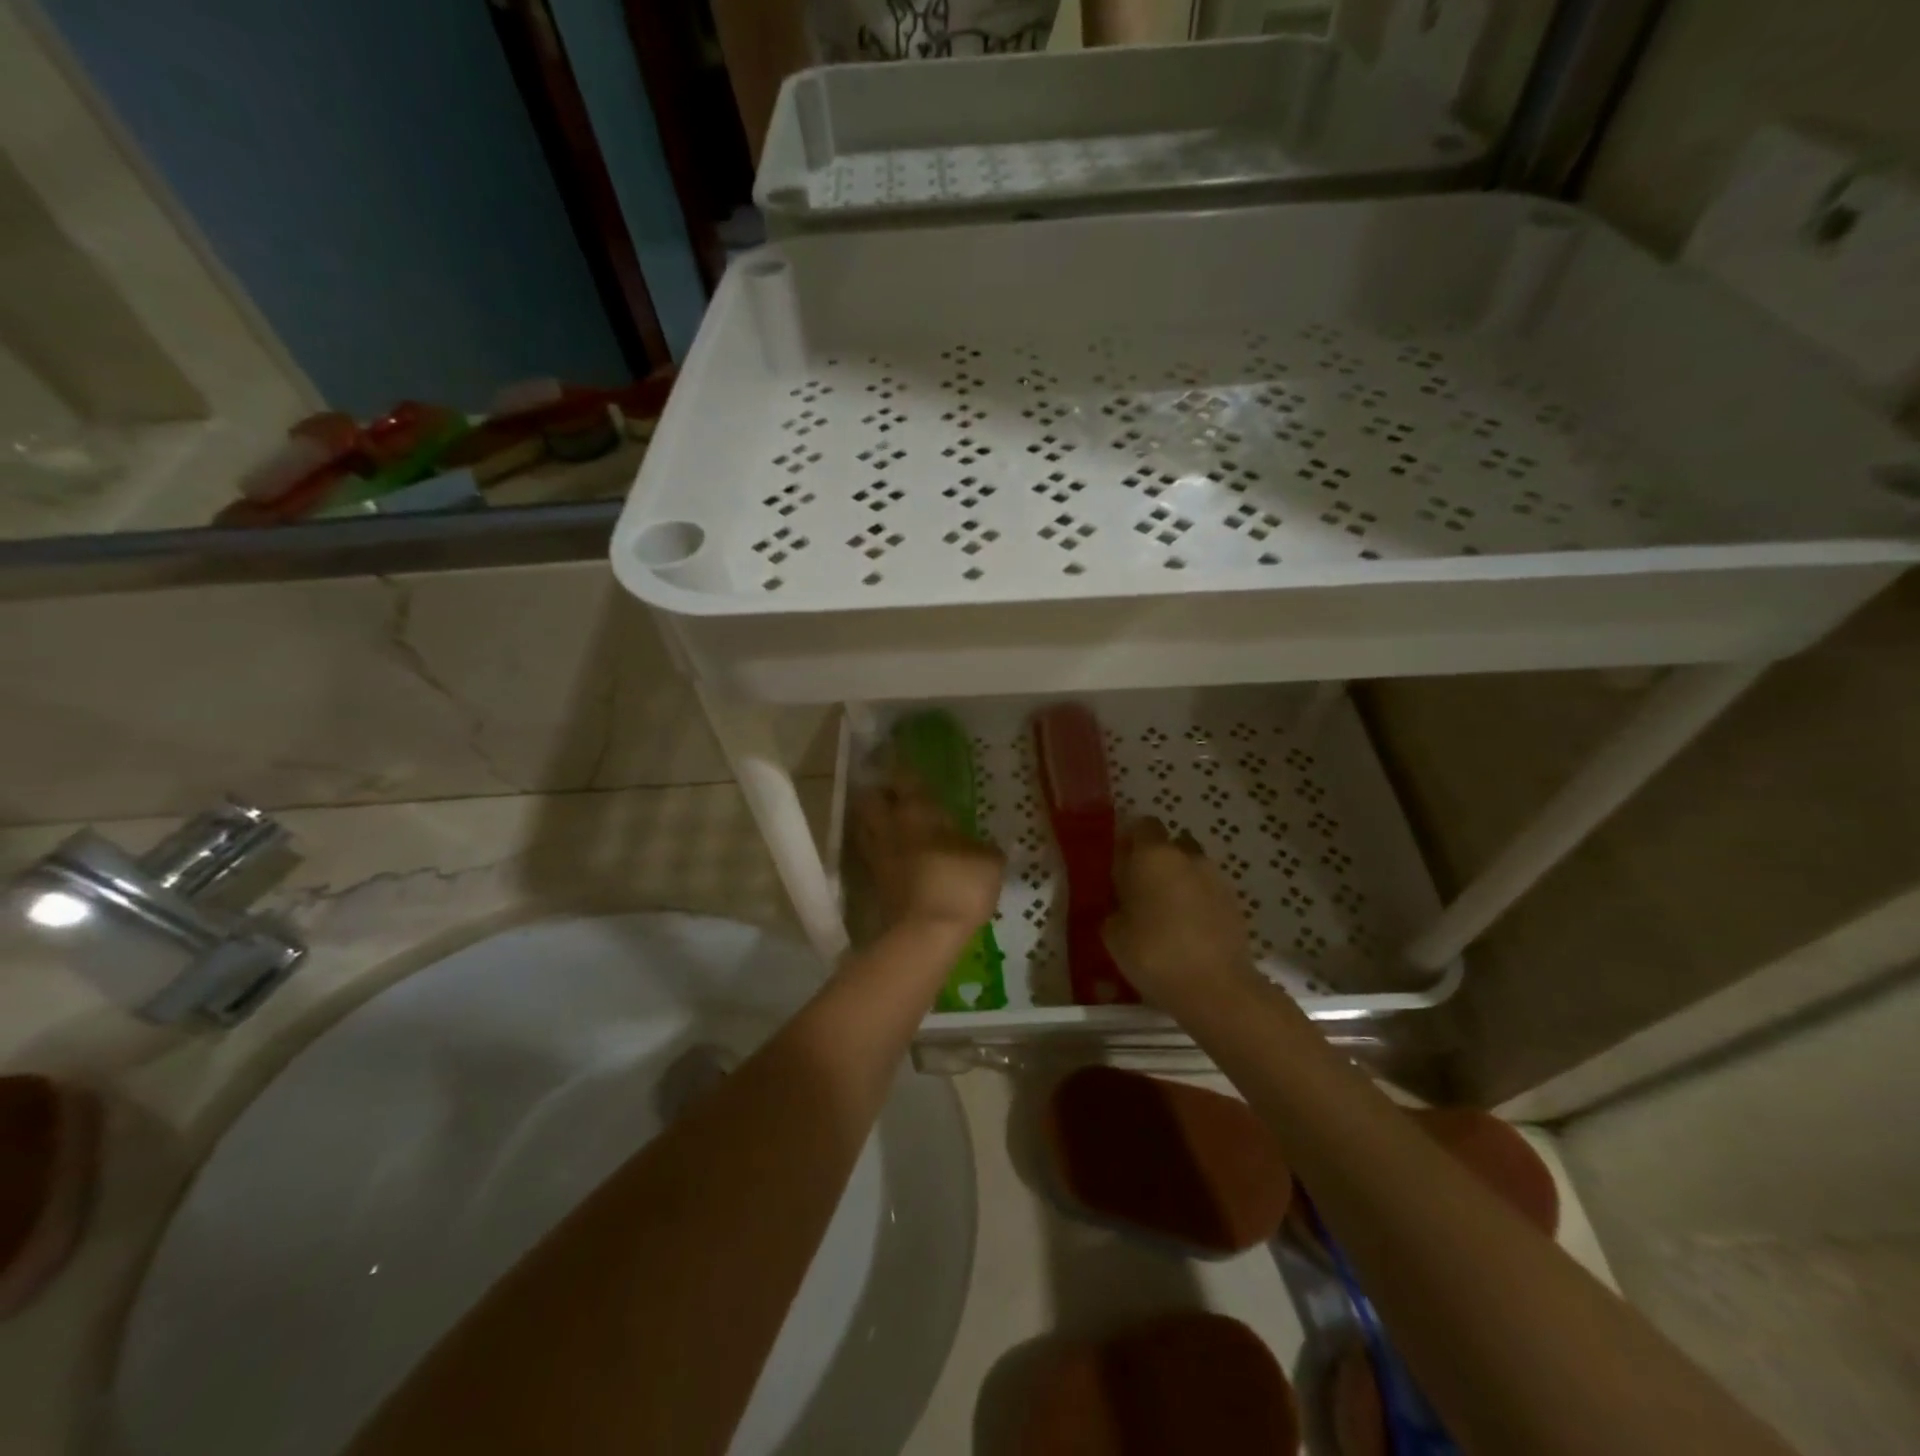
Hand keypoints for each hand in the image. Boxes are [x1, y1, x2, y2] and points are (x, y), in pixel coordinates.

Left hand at [851, 769, 1004, 935]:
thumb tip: (984, 848)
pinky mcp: (872, 883)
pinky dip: (878, 851)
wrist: (925, 935)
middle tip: (895, 797)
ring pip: (864, 826)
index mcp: (918, 812)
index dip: (904, 771)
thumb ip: (984, 849)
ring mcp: (876, 856)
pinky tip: (894, 857)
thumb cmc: (959, 886)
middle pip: (870, 799)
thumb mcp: (989, 863)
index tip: (909, 767)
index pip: (904, 779)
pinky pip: (870, 855)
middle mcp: (890, 827)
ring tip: (892, 825)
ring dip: (874, 822)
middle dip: (879, 794)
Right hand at [1103, 817, 1260, 1012]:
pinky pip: (1208, 893)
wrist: (1215, 988)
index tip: (1119, 864)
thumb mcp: (1113, 933)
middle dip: (1156, 861)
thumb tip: (1122, 903)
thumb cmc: (1154, 953)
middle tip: (1140, 890)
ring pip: (1192, 868)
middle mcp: (1188, 857)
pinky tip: (1187, 931)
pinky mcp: (1235, 904)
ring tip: (1165, 915)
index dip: (1130, 841)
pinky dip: (1197, 903)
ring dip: (1179, 882)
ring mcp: (1216, 879)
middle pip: (1170, 845)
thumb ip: (1115, 907)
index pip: (1142, 825)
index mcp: (1153, 855)